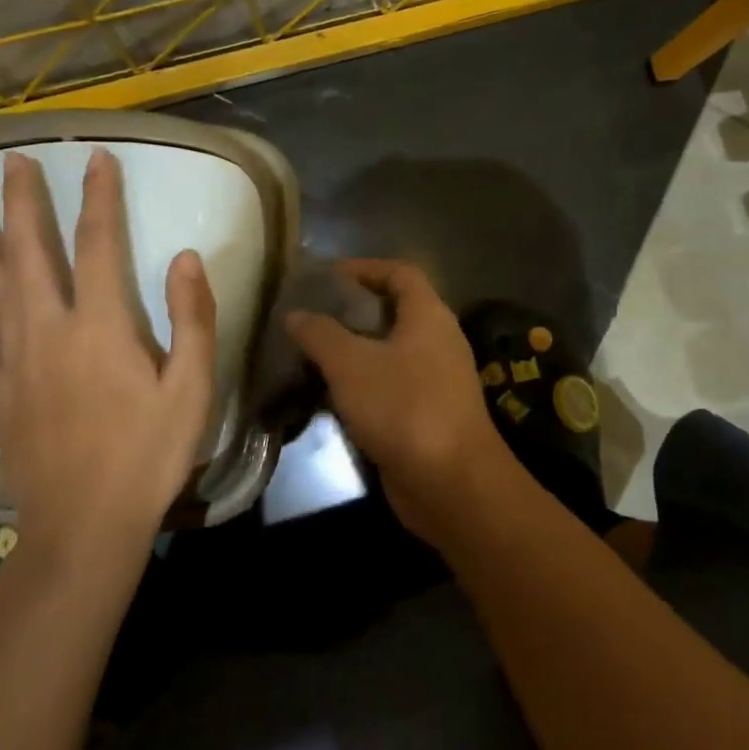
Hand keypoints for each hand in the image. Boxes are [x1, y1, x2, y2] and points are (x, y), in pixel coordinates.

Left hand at [0, 149, 218, 568]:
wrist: (85, 524)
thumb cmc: (149, 453)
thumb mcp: (192, 387)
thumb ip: (191, 319)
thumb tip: (184, 258)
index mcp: (101, 326)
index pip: (97, 245)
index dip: (98, 199)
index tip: (96, 160)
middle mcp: (49, 332)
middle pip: (32, 256)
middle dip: (24, 206)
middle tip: (12, 163)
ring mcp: (15, 364)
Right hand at [286, 260, 517, 548]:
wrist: (452, 482)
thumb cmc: (404, 407)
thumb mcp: (352, 364)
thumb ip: (320, 334)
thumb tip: (296, 314)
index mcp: (428, 315)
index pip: (399, 272)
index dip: (363, 267)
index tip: (325, 278)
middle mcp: (438, 340)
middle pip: (394, 310)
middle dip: (352, 310)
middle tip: (310, 317)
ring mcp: (436, 378)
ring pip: (390, 350)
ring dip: (354, 350)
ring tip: (311, 354)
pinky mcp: (428, 412)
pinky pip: (392, 384)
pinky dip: (363, 383)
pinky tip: (330, 395)